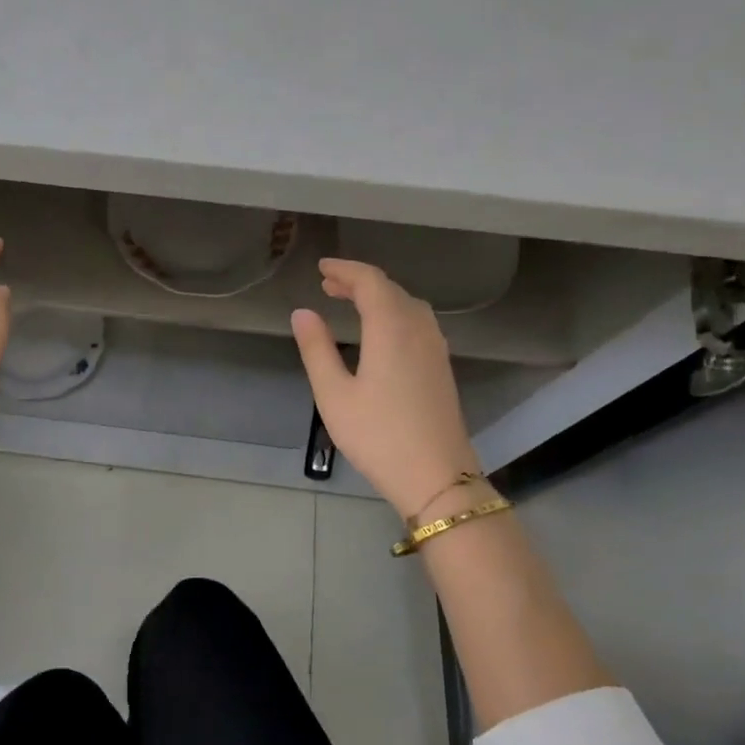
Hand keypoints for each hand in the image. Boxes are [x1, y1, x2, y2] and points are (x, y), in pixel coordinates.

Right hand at [290, 258, 479, 518]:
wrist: (436, 476)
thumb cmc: (377, 435)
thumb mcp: (334, 394)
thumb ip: (316, 349)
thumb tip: (302, 312)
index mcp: (391, 329)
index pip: (370, 281)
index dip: (345, 270)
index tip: (321, 268)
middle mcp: (419, 329)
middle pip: (391, 289)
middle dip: (359, 281)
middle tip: (328, 285)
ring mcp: (436, 348)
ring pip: (408, 305)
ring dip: (379, 296)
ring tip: (351, 302)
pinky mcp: (441, 367)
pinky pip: (418, 322)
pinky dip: (394, 312)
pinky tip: (381, 331)